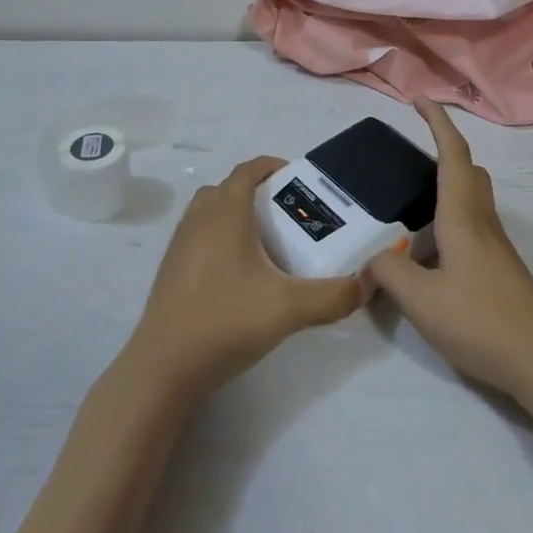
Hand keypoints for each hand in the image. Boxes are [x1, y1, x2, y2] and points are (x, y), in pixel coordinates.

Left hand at [126, 156, 365, 401]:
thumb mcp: (289, 308)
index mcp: (225, 213)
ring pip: (208, 212)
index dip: (270, 166)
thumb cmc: (226, 321)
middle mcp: (199, 219)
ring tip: (263, 242)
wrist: (164, 366)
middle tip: (284, 214)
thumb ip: (333, 296)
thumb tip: (368, 283)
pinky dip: (217, 238)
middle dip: (254, 192)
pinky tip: (237, 274)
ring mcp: (179, 244)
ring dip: (233, 214)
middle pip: (226, 188)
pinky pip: (197, 236)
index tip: (295, 178)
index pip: (246, 171)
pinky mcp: (170, 270)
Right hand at [369, 101, 532, 409]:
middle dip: (443, 150)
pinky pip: (473, 225)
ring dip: (447, 185)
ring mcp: (496, 247)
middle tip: (410, 156)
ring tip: (410, 203)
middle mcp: (482, 222)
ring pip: (473, 198)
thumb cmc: (483, 321)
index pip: (452, 154)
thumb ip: (390, 272)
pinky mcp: (501, 269)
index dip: (437, 121)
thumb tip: (374, 257)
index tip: (419, 99)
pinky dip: (450, 218)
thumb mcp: (422, 301)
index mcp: (463, 216)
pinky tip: (431, 250)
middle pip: (468, 170)